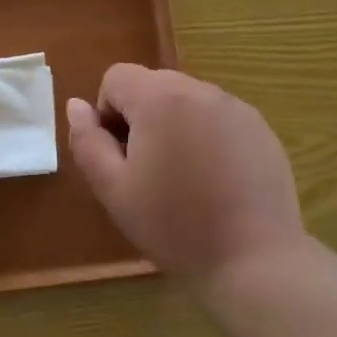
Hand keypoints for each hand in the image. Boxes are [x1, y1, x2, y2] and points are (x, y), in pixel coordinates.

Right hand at [66, 64, 303, 281]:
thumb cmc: (174, 225)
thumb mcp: (113, 189)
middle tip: (148, 171)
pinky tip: (216, 181)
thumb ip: (87, 141)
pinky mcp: (260, 127)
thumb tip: (76, 106)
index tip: (120, 157)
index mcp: (160, 98)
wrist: (253, 260)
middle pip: (153, 85)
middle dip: (141, 118)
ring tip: (184, 178)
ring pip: (187, 100)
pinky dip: (207, 136)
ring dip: (175, 126)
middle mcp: (200, 89)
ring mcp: (236, 107)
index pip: (117, 77)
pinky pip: (218, 117)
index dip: (107, 113)